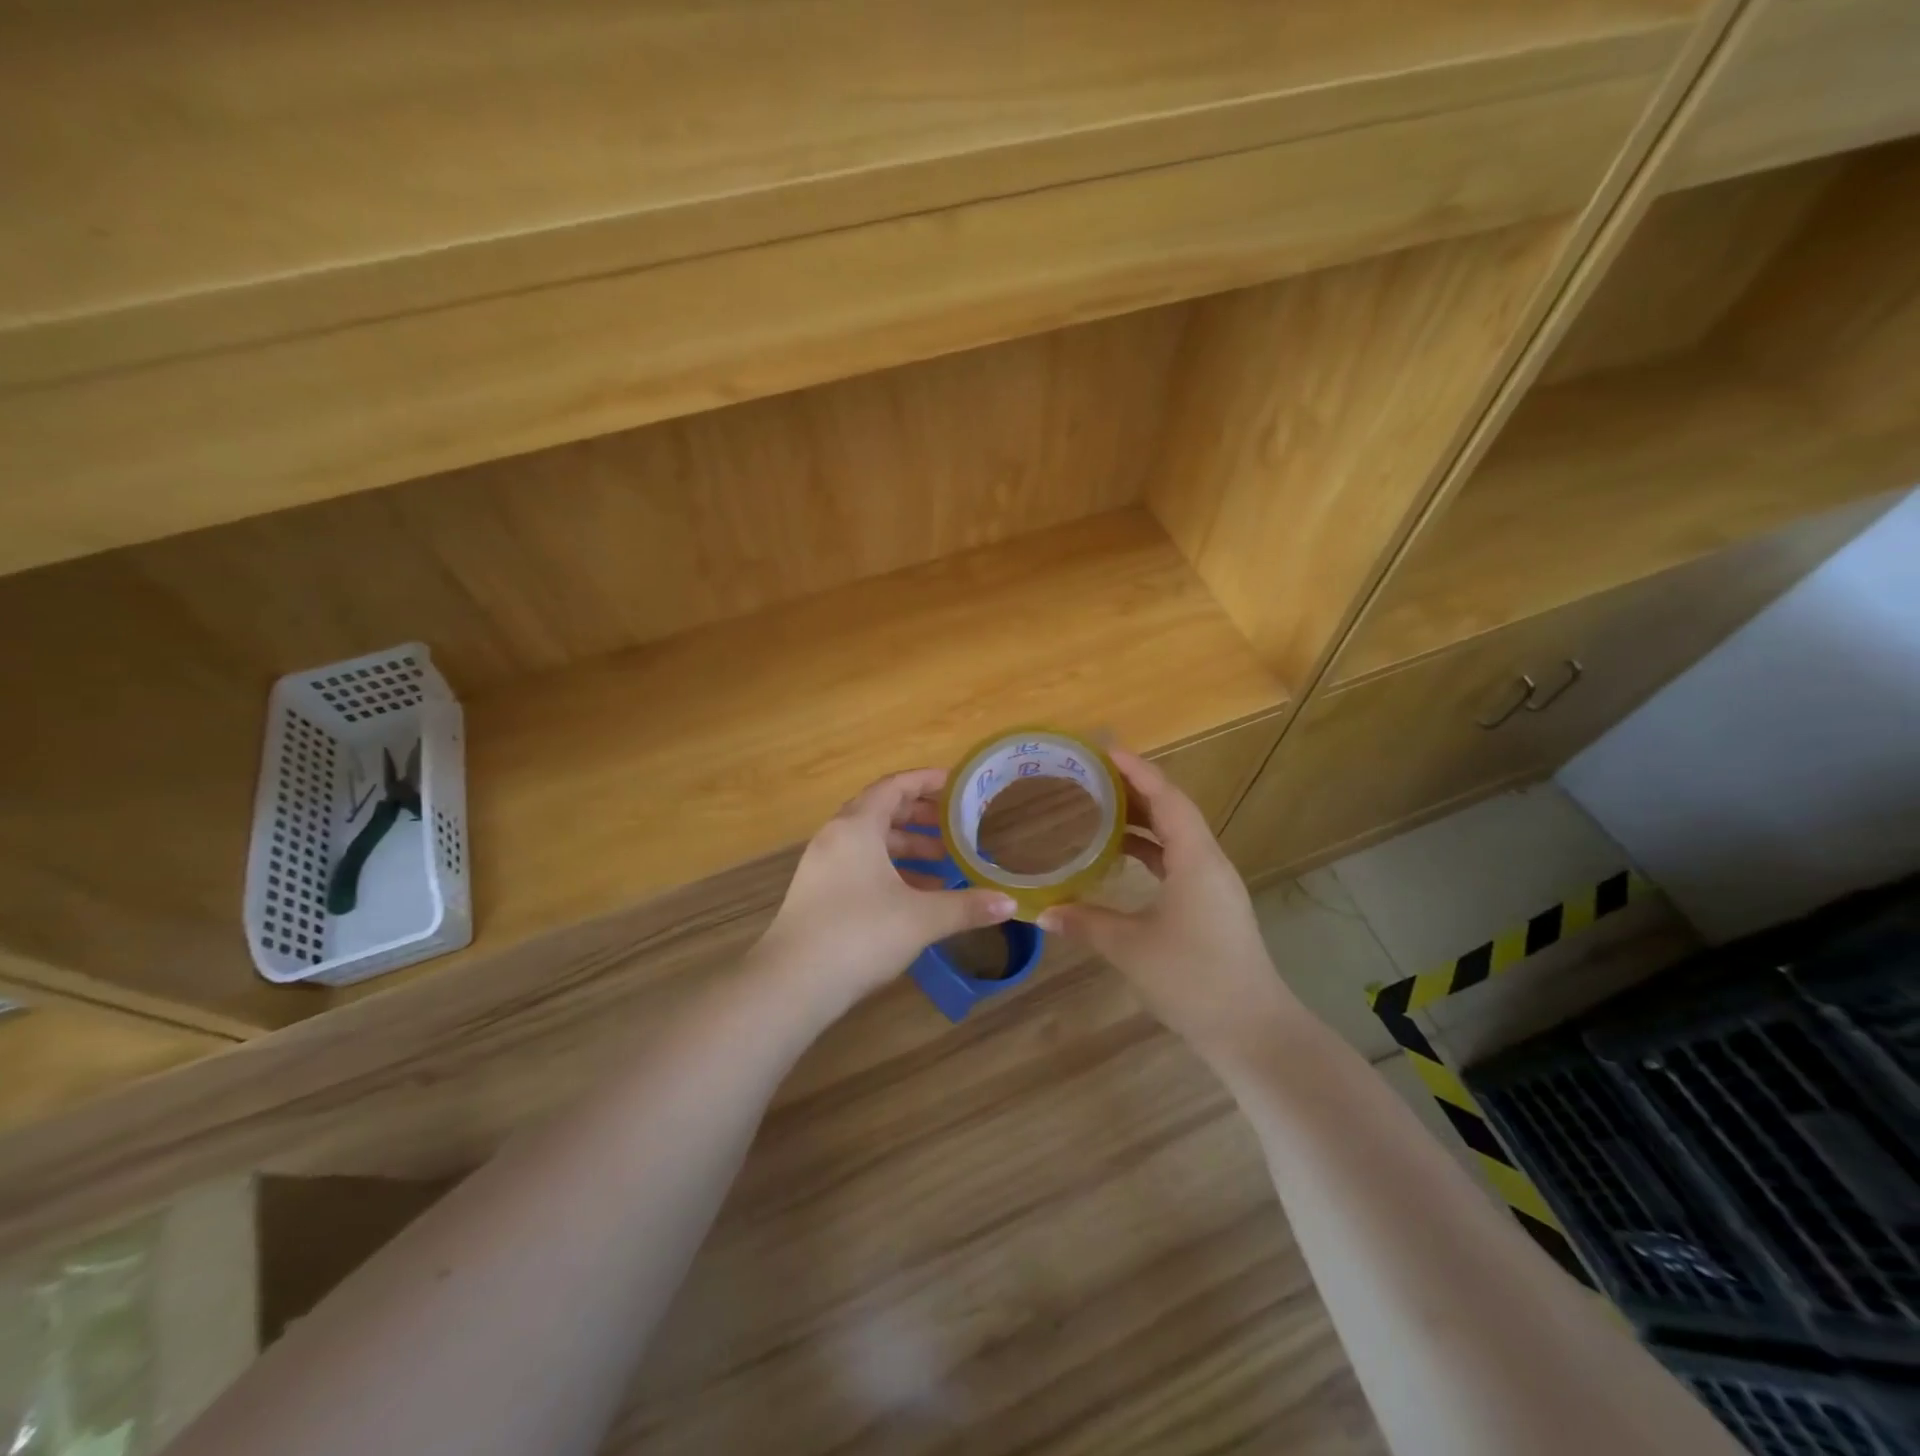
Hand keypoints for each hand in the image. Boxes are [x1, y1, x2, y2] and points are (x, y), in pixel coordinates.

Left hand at [756, 768, 1016, 1012]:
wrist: (792, 983)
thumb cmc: (860, 934)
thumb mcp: (921, 918)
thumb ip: (967, 906)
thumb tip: (1010, 904)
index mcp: (857, 827)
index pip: (894, 787)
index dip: (926, 781)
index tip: (955, 785)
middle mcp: (835, 837)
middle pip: (881, 812)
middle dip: (920, 817)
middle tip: (954, 827)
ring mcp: (822, 867)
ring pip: (870, 843)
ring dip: (906, 848)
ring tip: (943, 864)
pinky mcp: (817, 894)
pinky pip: (859, 867)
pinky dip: (889, 871)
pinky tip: (915, 897)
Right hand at [1037, 748, 1301, 1061]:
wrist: (1253, 1030)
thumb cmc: (1193, 979)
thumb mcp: (1130, 948)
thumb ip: (1085, 923)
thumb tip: (1043, 912)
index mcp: (1196, 859)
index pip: (1166, 797)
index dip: (1137, 770)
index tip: (1104, 749)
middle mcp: (1209, 862)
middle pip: (1173, 810)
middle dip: (1135, 788)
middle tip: (1093, 774)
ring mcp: (1214, 885)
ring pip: (1176, 836)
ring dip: (1142, 819)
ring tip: (1101, 807)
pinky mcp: (1211, 906)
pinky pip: (1178, 860)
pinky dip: (1150, 849)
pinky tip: (1121, 856)